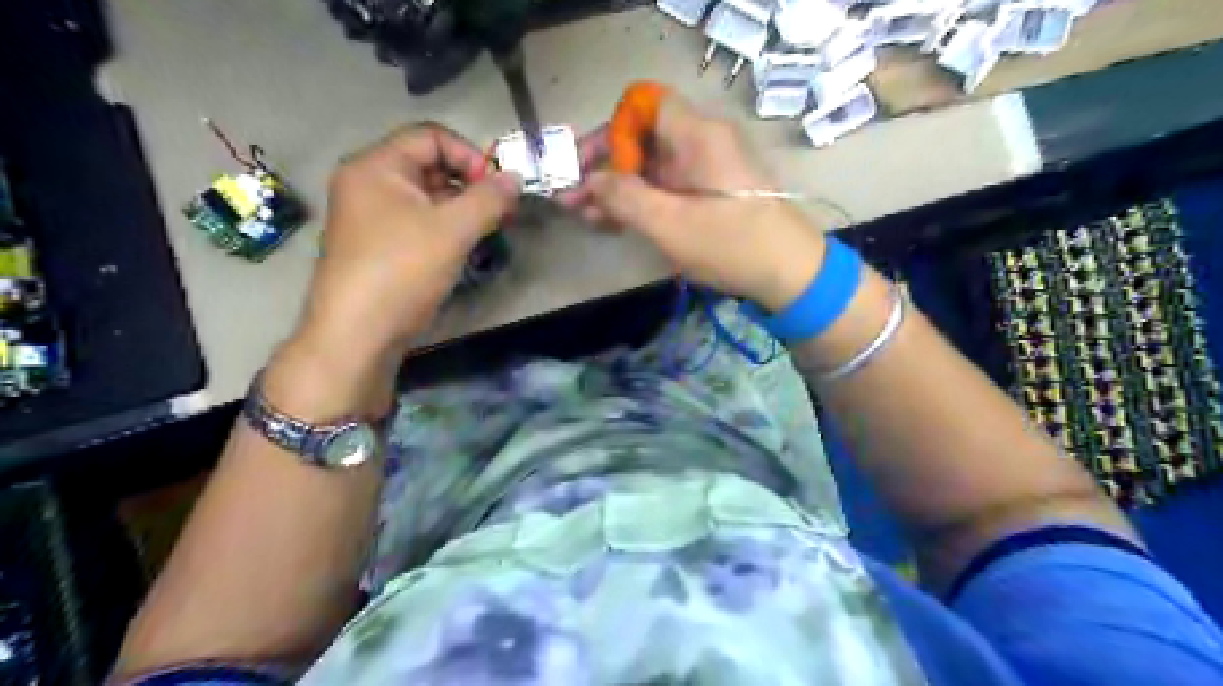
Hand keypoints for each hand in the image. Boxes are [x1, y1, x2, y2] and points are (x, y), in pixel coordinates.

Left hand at [266, 126, 515, 421]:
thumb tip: (516, 178)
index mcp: (376, 166)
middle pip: (429, 165)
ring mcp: (371, 217)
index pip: (431, 136)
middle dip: (470, 184)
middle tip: (501, 212)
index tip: (496, 188)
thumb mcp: (452, 230)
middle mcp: (369, 184)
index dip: (469, 155)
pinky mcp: (379, 245)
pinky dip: (446, 229)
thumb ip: (489, 199)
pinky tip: (465, 248)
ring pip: (427, 198)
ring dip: (462, 209)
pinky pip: (419, 223)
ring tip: (489, 231)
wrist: (357, 334)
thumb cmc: (401, 271)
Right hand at [559, 90, 826, 310]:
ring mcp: (708, 168)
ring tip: (586, 216)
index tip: (589, 166)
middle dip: (605, 167)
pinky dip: (642, 200)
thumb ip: (624, 197)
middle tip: (573, 199)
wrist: (791, 273)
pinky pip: (668, 185)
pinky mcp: (711, 192)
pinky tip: (615, 222)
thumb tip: (590, 180)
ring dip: (618, 188)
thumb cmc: (731, 245)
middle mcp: (702, 141)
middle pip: (643, 138)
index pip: (643, 106)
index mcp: (697, 135)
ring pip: (652, 166)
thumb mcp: (670, 225)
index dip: (611, 130)